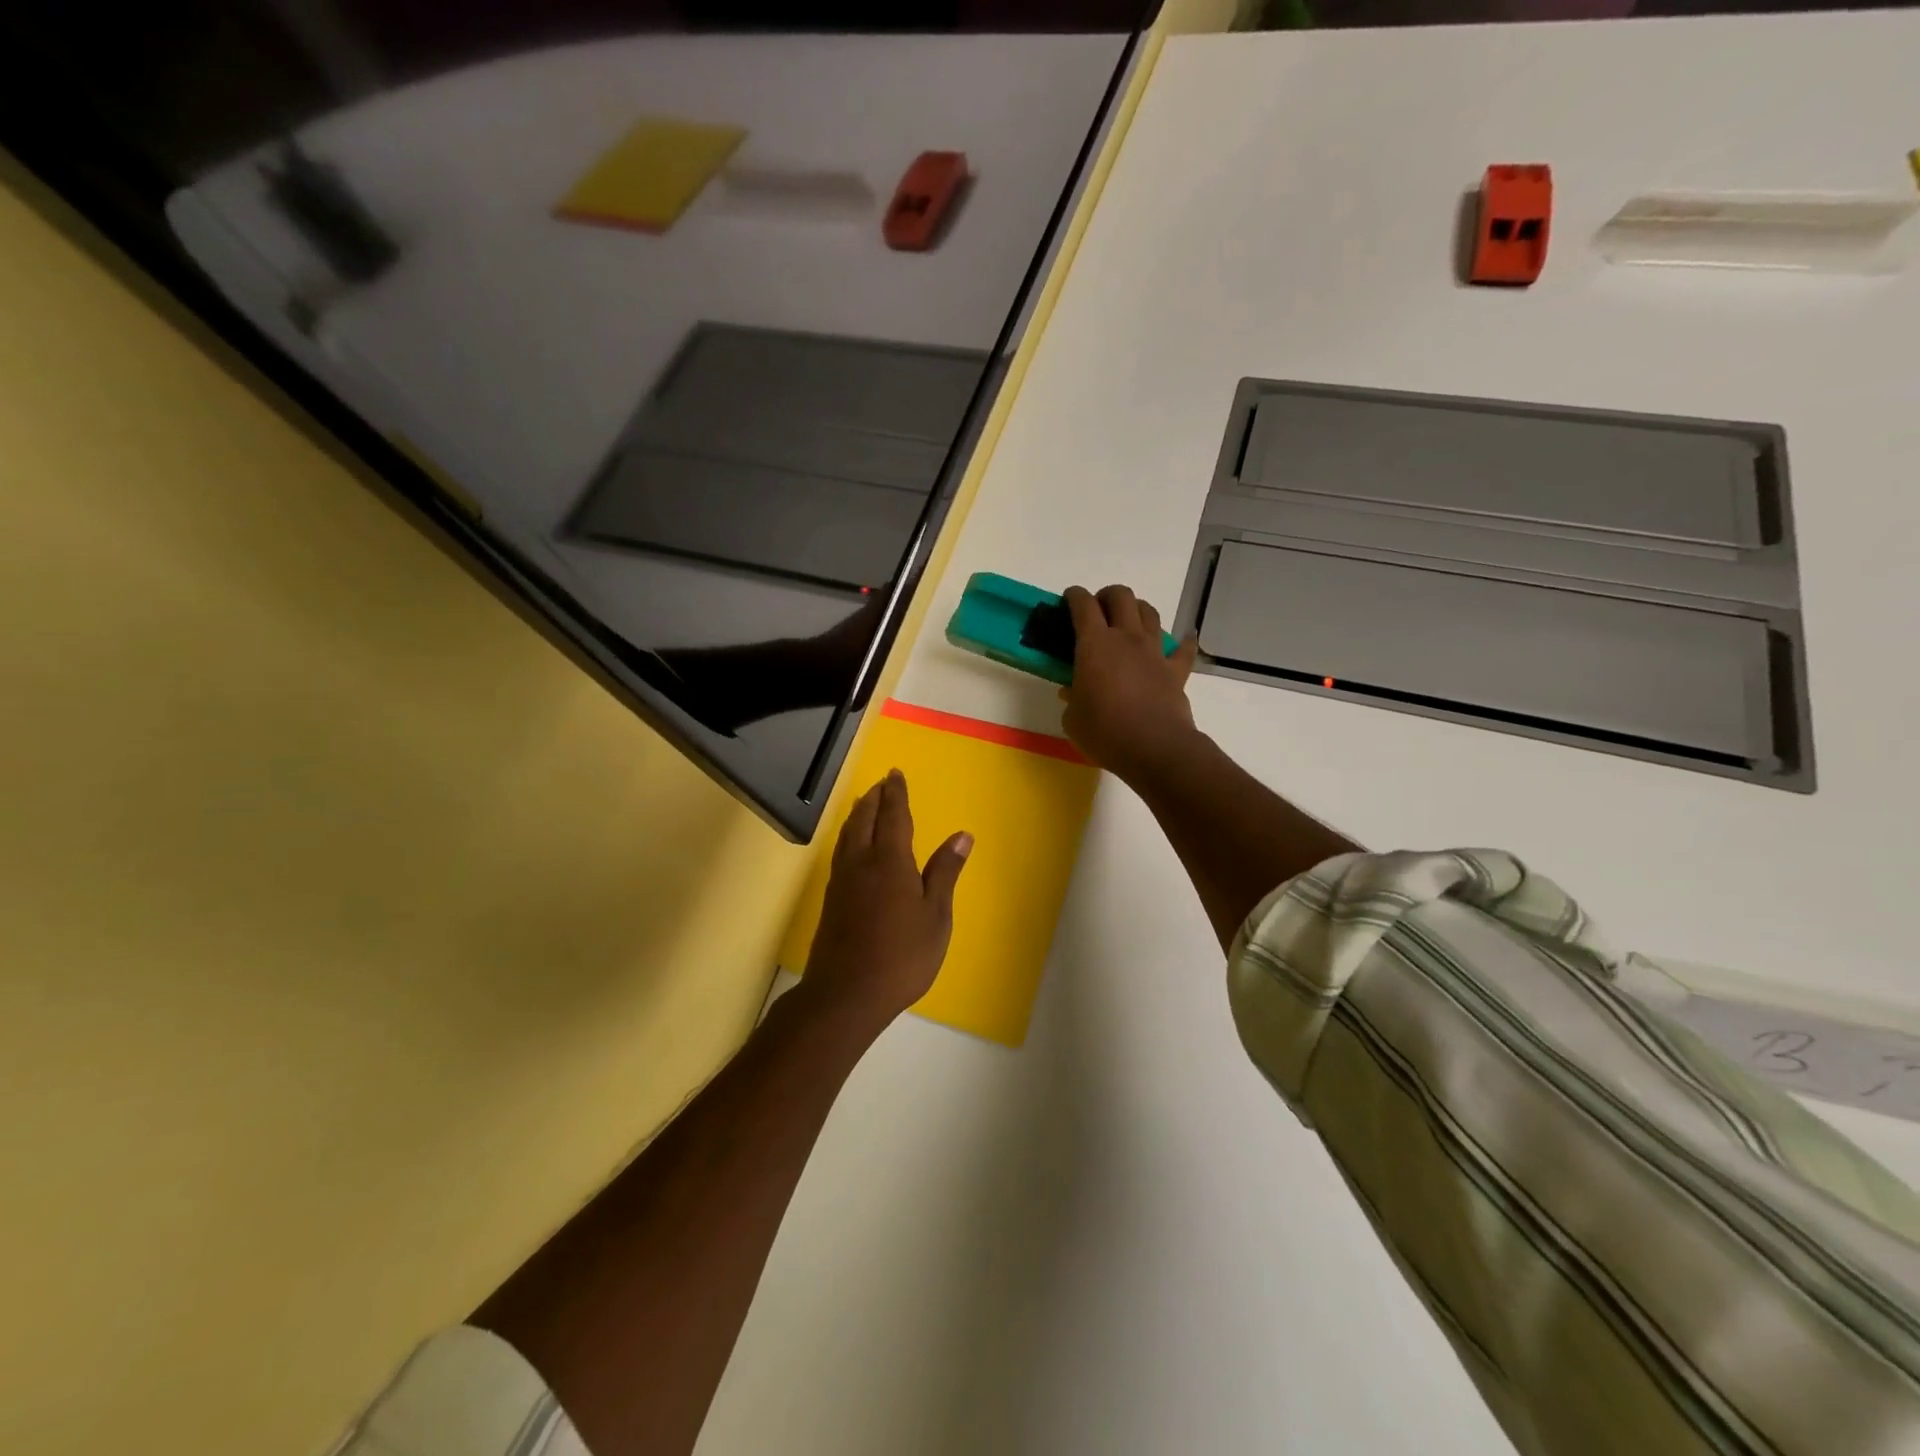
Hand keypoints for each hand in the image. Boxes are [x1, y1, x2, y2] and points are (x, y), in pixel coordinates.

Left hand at [800, 770, 971, 1036]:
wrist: (846, 993)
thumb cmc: (902, 955)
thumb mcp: (936, 916)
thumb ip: (945, 873)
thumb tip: (962, 836)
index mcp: (890, 861)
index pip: (892, 815)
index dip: (895, 793)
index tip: (895, 774)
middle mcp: (861, 862)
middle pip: (864, 819)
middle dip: (874, 798)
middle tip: (882, 784)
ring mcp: (842, 881)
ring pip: (848, 835)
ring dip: (858, 814)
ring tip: (865, 805)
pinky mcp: (831, 899)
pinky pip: (840, 852)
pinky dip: (848, 836)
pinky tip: (852, 846)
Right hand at [1060, 584, 1200, 781]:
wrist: (1154, 748)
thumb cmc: (1104, 732)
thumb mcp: (1073, 719)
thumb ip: (1072, 699)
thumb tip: (1073, 692)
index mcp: (1095, 644)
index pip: (1083, 605)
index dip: (1074, 596)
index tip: (1068, 599)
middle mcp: (1126, 638)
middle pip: (1121, 597)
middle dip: (1107, 595)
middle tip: (1098, 610)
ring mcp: (1154, 652)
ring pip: (1149, 613)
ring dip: (1137, 609)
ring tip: (1129, 620)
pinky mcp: (1176, 671)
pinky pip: (1184, 649)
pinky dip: (1184, 642)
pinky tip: (1185, 639)